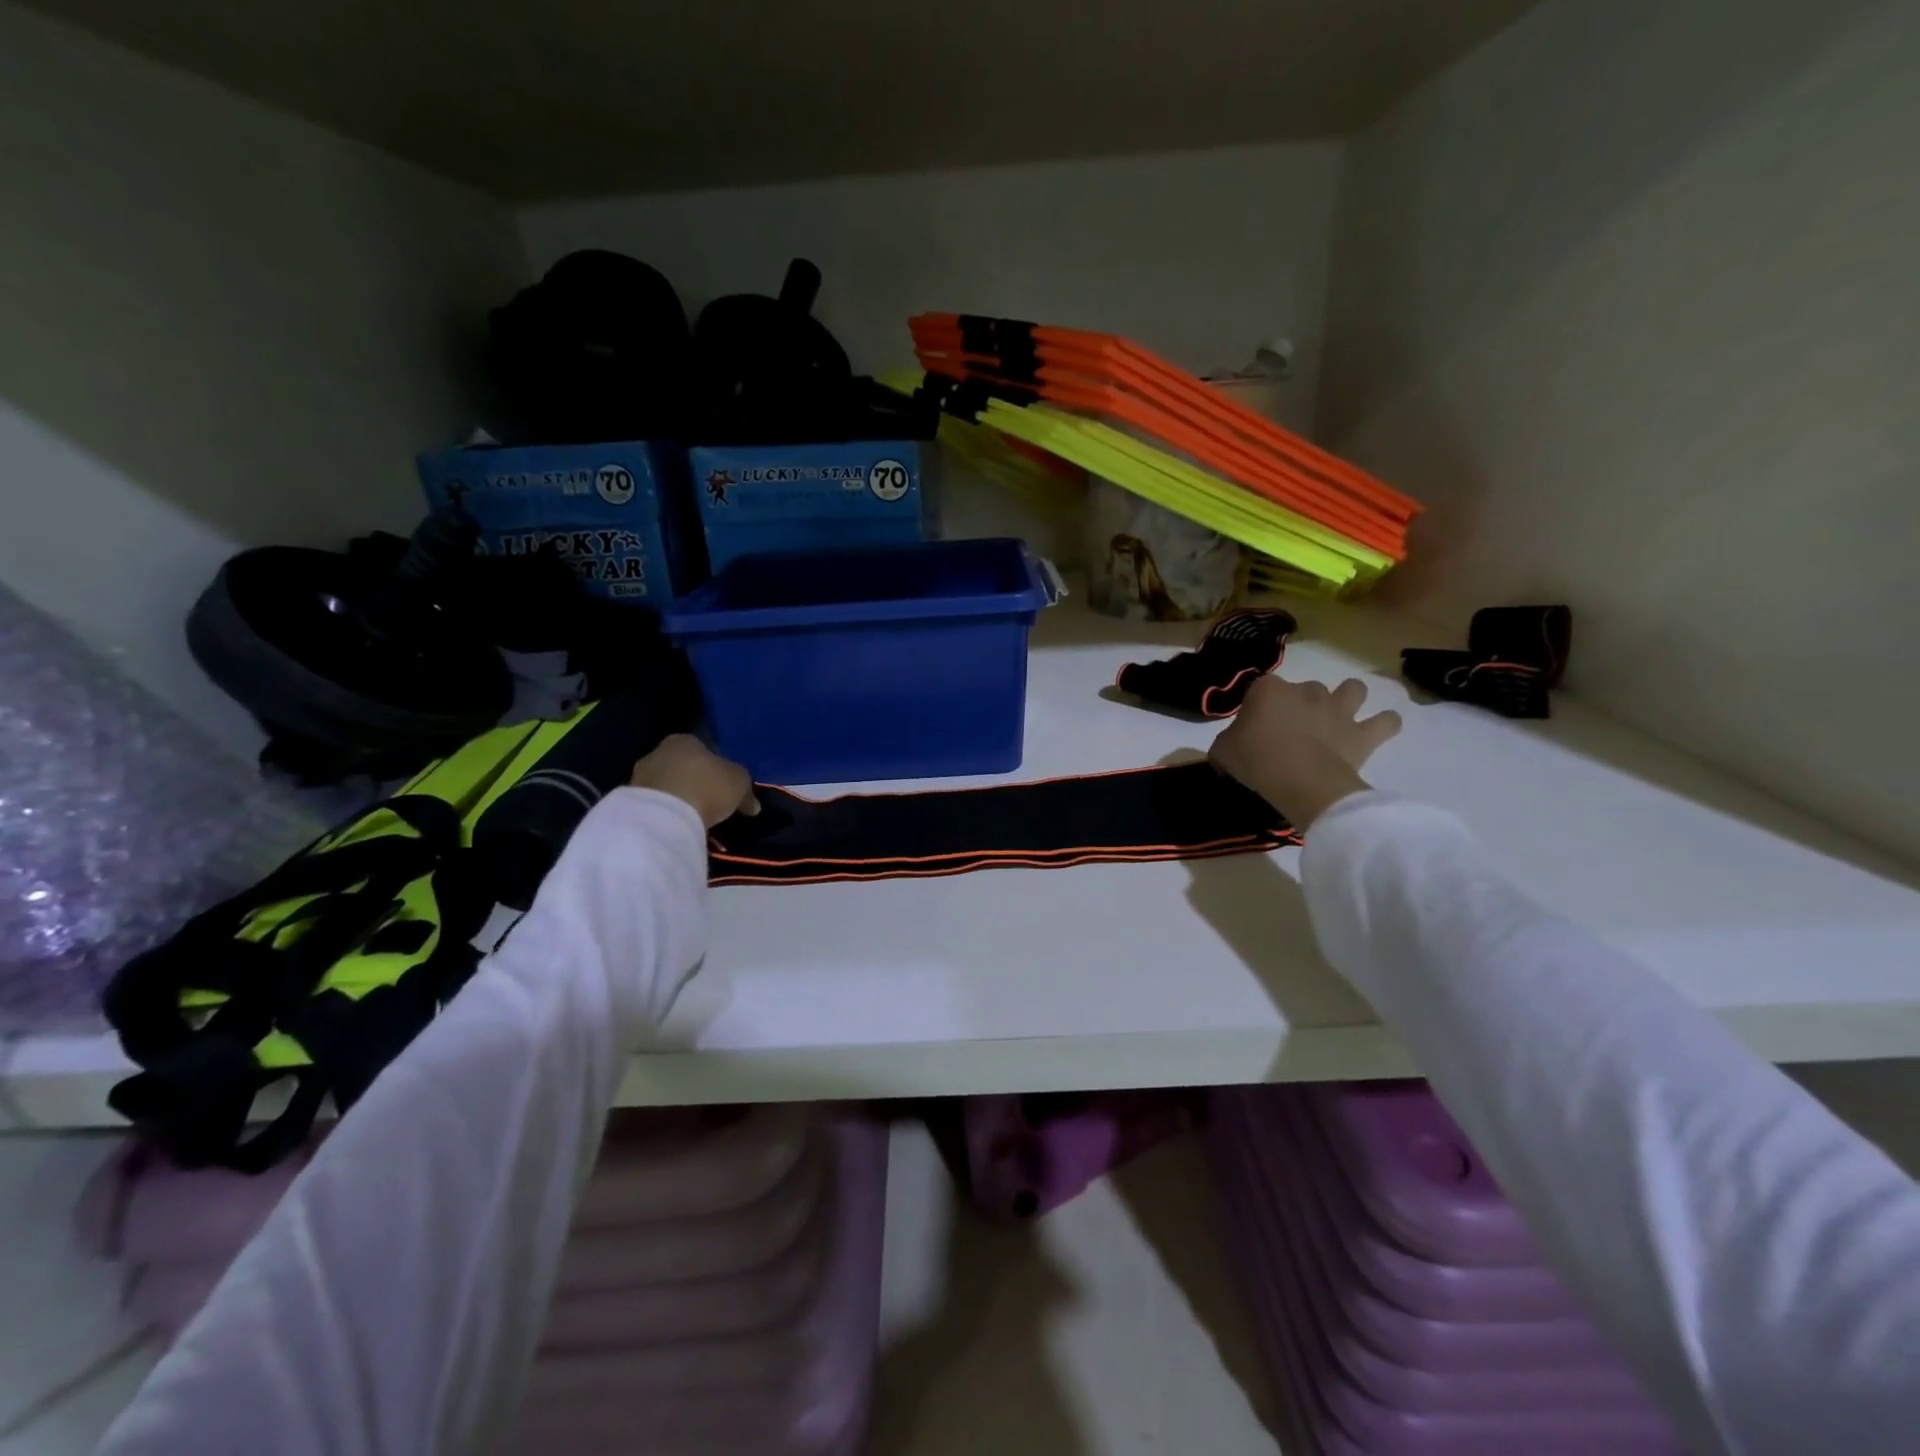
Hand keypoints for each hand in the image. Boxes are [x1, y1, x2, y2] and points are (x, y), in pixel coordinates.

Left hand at [629, 735, 759, 827]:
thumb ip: (747, 792)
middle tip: (710, 802)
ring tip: (694, 818)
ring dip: (678, 798)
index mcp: (684, 740)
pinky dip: (666, 813)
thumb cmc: (707, 786)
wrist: (664, 815)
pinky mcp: (630, 801)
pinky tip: (678, 825)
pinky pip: (655, 805)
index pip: (703, 749)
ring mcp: (640, 776)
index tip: (724, 786)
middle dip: (694, 782)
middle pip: (682, 767)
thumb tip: (753, 806)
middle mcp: (658, 752)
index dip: (716, 767)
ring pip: (666, 786)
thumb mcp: (740, 784)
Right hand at [1210, 675, 1401, 828]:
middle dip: (1302, 704)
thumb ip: (1226, 745)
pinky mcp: (1363, 734)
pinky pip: (1386, 722)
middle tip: (1293, 730)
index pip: (1260, 689)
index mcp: (1268, 690)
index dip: (1257, 708)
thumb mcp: (1223, 753)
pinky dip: (1384, 724)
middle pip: (1306, 688)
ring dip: (1349, 699)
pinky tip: (1378, 731)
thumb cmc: (1255, 760)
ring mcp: (1338, 709)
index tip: (1253, 730)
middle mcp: (1306, 691)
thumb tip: (1228, 751)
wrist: (1300, 780)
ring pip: (1353, 689)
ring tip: (1340, 717)